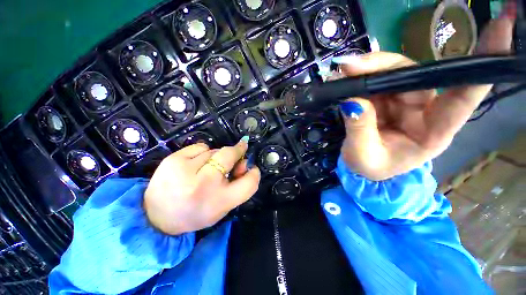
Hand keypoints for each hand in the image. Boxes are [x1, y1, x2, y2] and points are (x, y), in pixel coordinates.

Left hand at [143, 140, 260, 234]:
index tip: (251, 168)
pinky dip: (203, 153)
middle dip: (237, 152)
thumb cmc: (196, 212)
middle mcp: (204, 184)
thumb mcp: (223, 207)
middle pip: (230, 155)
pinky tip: (195, 164)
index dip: (254, 173)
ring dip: (217, 156)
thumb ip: (238, 185)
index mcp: (220, 201)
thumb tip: (243, 162)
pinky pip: (200, 146)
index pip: (250, 183)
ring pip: (215, 150)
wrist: (157, 217)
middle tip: (235, 156)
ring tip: (207, 169)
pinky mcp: (173, 159)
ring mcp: (186, 169)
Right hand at [336, 7, 515, 180]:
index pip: (465, 96)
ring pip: (392, 72)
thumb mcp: (363, 155)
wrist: (360, 166)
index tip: (503, 24)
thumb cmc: (369, 167)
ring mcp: (404, 101)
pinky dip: (360, 75)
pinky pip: (376, 80)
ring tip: (342, 71)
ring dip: (367, 68)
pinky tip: (346, 76)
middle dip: (382, 64)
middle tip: (350, 66)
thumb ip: (359, 129)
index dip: (487, 61)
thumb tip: (352, 101)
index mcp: (433, 131)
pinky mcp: (386, 98)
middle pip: (414, 74)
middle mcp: (424, 109)